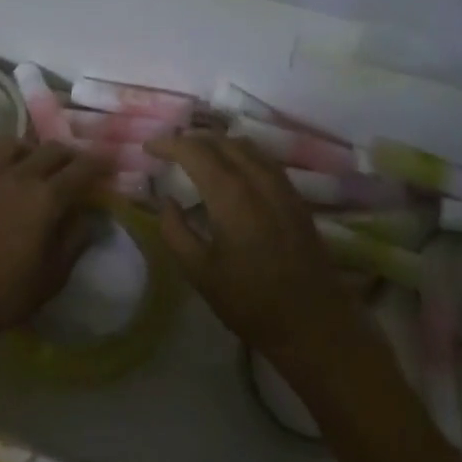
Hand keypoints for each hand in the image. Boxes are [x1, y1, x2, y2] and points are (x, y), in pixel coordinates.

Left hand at [0, 137, 107, 347]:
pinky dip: (9, 157)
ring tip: (40, 166)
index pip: (82, 168)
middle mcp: (20, 176)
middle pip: (53, 149)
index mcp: (47, 197)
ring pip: (19, 143)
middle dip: (72, 154)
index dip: (101, 162)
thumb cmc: (3, 293)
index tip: (112, 161)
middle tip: (81, 168)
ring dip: (36, 149)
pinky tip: (9, 176)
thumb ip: (75, 241)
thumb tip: (89, 218)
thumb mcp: (52, 276)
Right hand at [146, 133, 363, 368]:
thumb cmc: (250, 301)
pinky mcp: (295, 197)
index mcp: (231, 194)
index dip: (169, 144)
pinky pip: (263, 159)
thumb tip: (166, 201)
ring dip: (217, 143)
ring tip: (197, 155)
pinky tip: (232, 171)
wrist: (312, 322)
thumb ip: (176, 231)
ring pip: (245, 145)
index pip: (195, 151)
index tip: (149, 147)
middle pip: (221, 140)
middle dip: (192, 139)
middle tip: (169, 150)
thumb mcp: (200, 273)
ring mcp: (282, 185)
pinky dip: (240, 154)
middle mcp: (258, 178)